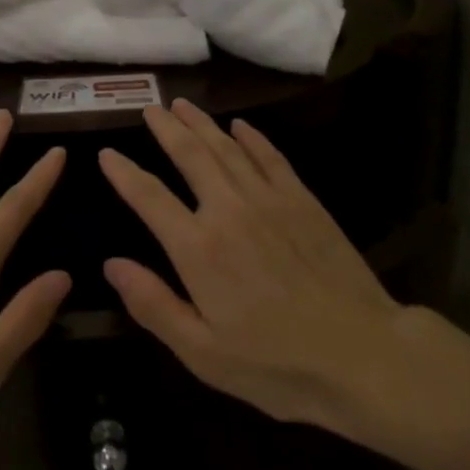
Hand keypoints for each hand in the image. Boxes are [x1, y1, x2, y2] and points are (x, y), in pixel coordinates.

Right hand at [99, 100, 415, 442]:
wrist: (363, 355)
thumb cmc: (277, 365)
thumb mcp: (203, 352)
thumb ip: (154, 305)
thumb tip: (111, 264)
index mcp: (198, 248)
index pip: (149, 197)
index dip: (124, 173)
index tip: (107, 153)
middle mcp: (228, 210)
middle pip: (190, 156)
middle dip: (166, 129)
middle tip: (150, 108)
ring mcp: (269, 200)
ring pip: (227, 148)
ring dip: (202, 124)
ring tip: (182, 105)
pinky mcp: (303, 201)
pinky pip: (271, 157)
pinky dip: (252, 138)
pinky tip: (241, 126)